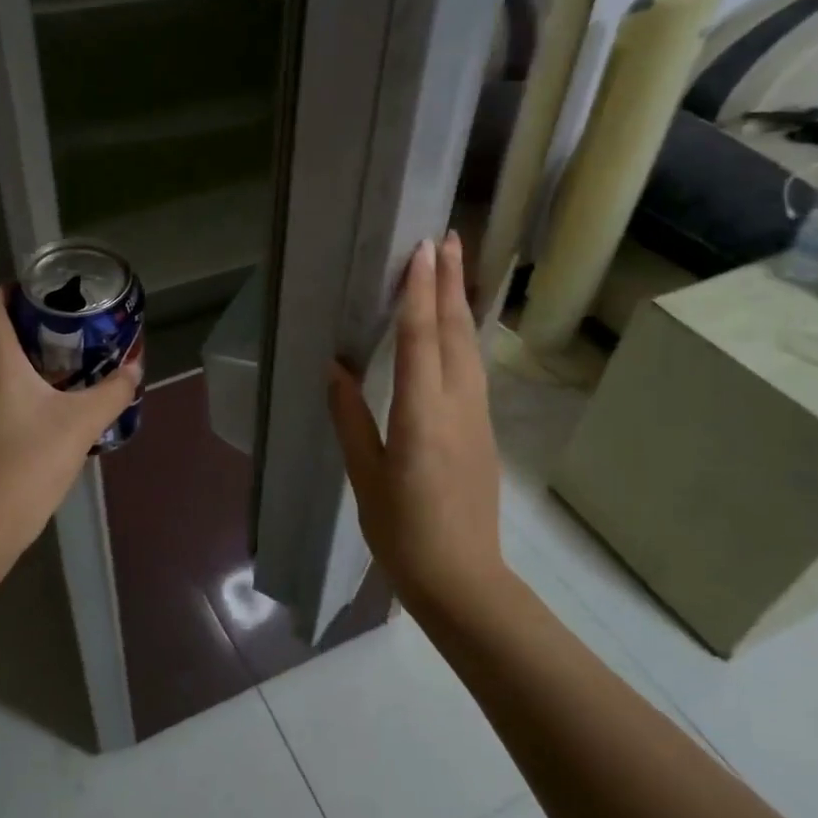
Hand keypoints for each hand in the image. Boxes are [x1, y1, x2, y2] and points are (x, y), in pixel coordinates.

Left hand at [0, 287, 142, 559]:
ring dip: (18, 350)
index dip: (13, 288)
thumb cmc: (31, 459)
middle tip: (64, 323)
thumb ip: (113, 391)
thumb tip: (136, 368)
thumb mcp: (83, 422)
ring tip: (59, 357)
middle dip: (24, 319)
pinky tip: (43, 398)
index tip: (46, 292)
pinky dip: (11, 377)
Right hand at [327, 232, 505, 604]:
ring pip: (470, 348)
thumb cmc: (403, 533)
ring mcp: (477, 418)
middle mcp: (457, 406)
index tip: (420, 249)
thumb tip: (335, 369)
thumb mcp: (366, 477)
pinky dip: (463, 336)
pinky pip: (473, 369)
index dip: (420, 292)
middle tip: (447, 236)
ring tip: (453, 267)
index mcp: (422, 416)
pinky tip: (456, 329)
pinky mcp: (483, 431)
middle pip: (456, 333)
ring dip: (461, 303)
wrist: (464, 581)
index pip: (422, 340)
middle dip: (451, 282)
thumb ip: (351, 419)